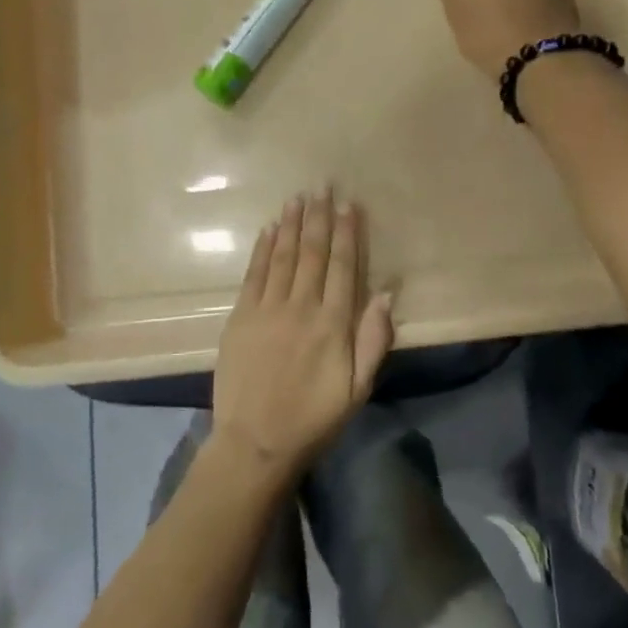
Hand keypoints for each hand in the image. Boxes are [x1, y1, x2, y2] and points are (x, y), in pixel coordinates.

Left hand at [211, 191, 394, 487]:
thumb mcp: (358, 388)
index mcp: (333, 324)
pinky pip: (254, 273)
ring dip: (291, 223)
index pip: (342, 266)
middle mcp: (301, 307)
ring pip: (282, 255)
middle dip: (319, 217)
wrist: (255, 442)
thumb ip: (373, 339)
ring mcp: (267, 309)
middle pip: (312, 253)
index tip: (348, 204)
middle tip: (322, 185)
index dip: (346, 233)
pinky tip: (268, 228)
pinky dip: (262, 247)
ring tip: (297, 197)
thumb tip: (386, 292)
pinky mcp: (240, 316)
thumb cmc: (313, 418)